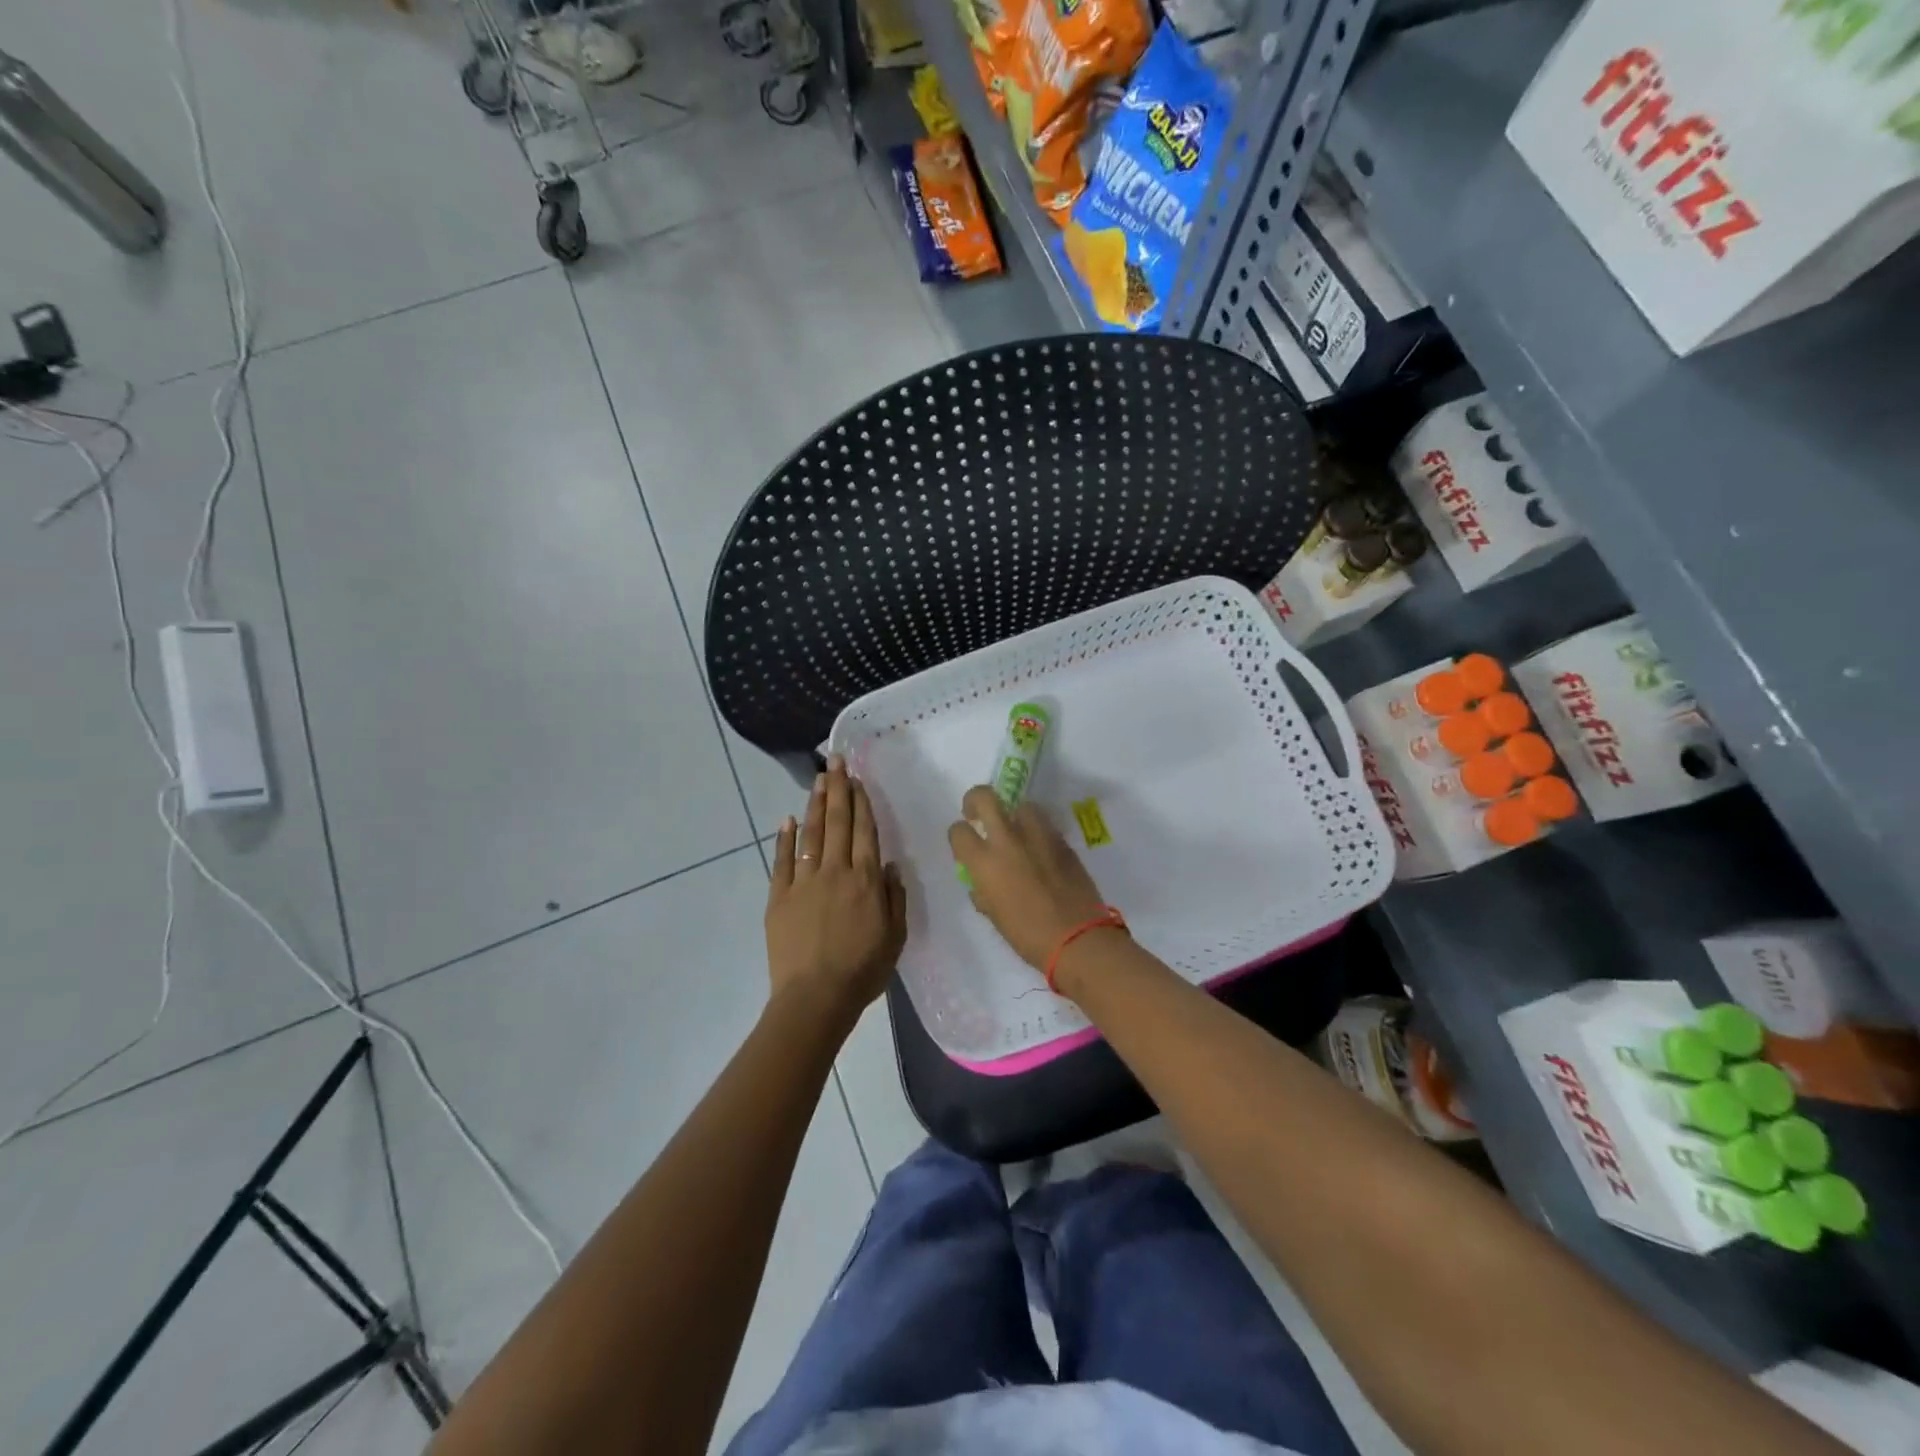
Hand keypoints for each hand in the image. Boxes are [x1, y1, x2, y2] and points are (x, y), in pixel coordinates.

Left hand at [766, 755, 906, 1026]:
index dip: (861, 801)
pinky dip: (784, 838)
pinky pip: (782, 861)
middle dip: (838, 789)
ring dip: (814, 804)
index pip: (864, 831)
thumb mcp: (895, 936)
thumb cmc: (862, 970)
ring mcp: (804, 882)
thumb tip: (890, 864)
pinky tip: (786, 819)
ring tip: (818, 779)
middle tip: (835, 760)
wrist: (815, 997)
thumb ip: (894, 897)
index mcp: (866, 880)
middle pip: (837, 823)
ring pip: (810, 834)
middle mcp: (836, 871)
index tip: (857, 777)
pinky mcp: (779, 897)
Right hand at [948, 786, 1111, 975]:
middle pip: (986, 797)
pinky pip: (1044, 825)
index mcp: (985, 862)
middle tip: (977, 813)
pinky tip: (1040, 850)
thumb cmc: (1028, 936)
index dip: (958, 834)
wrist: (1078, 938)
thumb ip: (983, 892)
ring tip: (1016, 831)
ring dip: (1013, 814)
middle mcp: (1008, 840)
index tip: (963, 842)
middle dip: (976, 800)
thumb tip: (982, 884)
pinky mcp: (1063, 841)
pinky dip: (1037, 831)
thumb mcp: (995, 917)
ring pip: (1021, 805)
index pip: (959, 831)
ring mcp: (1038, 836)